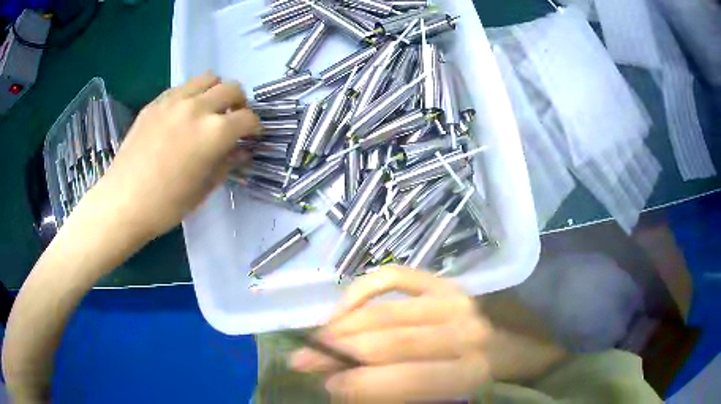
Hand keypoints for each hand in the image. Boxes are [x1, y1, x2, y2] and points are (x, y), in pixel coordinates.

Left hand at [90, 72, 260, 241]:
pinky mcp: (156, 102)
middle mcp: (198, 107)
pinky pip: (183, 87)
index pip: (248, 118)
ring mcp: (174, 100)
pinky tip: (183, 115)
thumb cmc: (167, 205)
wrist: (124, 202)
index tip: (252, 136)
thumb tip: (243, 150)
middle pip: (232, 88)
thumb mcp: (204, 188)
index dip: (255, 128)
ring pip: (208, 78)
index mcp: (215, 132)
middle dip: (240, 103)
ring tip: (209, 110)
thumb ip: (228, 163)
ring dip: (216, 91)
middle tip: (232, 120)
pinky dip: (192, 95)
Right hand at [289, 266, 491, 402]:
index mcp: (470, 372)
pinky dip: (362, 290)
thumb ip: (395, 393)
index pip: (404, 380)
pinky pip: (393, 276)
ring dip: (342, 326)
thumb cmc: (477, 381)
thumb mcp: (442, 399)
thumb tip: (340, 384)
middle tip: (302, 360)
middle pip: (388, 343)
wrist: (512, 347)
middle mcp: (464, 332)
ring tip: (317, 338)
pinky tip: (343, 308)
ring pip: (384, 312)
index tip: (327, 386)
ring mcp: (454, 300)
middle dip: (337, 354)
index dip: (358, 385)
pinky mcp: (443, 281)